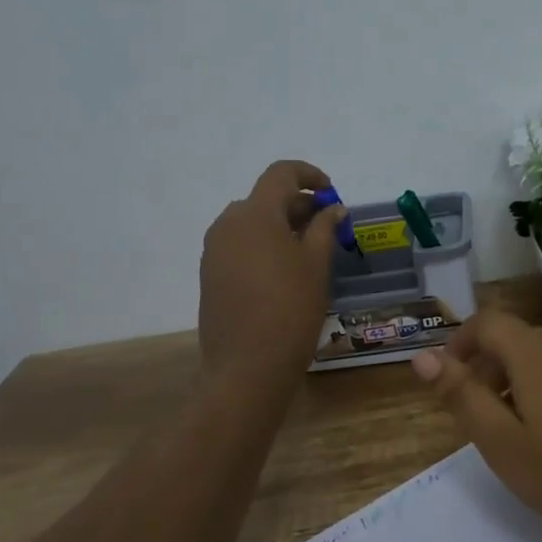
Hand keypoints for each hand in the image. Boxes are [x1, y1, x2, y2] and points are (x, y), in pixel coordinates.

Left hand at [198, 160, 343, 388]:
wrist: (246, 368)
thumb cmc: (290, 310)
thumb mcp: (316, 265)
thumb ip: (324, 228)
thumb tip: (332, 208)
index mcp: (255, 214)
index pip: (281, 174)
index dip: (309, 175)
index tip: (331, 193)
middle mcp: (228, 223)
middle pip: (265, 197)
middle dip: (298, 204)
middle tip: (327, 227)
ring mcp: (214, 249)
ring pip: (251, 221)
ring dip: (280, 225)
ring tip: (308, 250)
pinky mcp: (209, 273)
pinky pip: (239, 244)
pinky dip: (263, 244)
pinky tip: (283, 271)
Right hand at [409, 312, 541, 541]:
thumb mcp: (503, 444)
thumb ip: (461, 395)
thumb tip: (422, 357)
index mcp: (536, 350)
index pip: (486, 321)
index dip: (460, 342)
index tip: (450, 377)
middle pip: (519, 340)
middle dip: (492, 368)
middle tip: (484, 416)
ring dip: (528, 380)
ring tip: (526, 429)